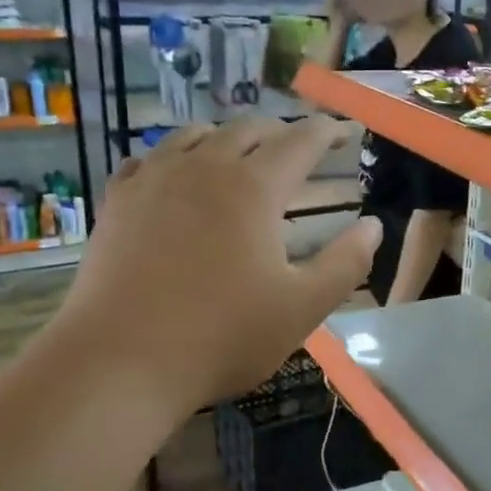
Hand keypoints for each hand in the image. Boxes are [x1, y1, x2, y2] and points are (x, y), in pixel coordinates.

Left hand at [61, 117, 380, 411]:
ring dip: (225, 137)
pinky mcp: (117, 202)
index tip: (339, 129)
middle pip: (246, 131)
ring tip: (237, 151)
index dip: (324, 132)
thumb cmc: (222, 336)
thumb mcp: (302, 308)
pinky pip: (148, 159)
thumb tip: (373, 226)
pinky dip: (172, 156)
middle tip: (295, 145)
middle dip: (278, 132)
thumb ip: (345, 263)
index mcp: (253, 188)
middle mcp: (203, 168)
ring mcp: (154, 181)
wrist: (121, 360)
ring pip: (194, 136)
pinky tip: (172, 173)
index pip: (298, 142)